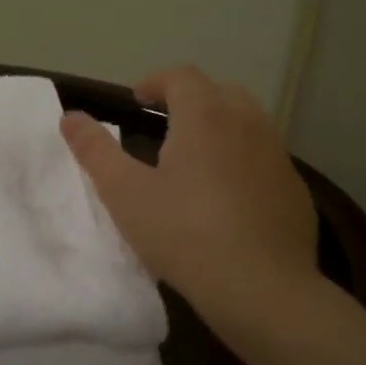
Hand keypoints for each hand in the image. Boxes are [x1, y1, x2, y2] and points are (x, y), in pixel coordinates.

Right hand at [61, 67, 318, 327]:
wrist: (261, 287)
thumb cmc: (184, 234)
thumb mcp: (125, 194)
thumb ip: (95, 151)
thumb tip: (70, 117)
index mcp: (205, 118)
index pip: (182, 77)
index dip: (156, 81)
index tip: (137, 99)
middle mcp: (247, 125)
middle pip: (221, 92)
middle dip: (192, 99)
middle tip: (167, 123)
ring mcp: (277, 157)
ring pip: (249, 123)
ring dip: (221, 126)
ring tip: (198, 157)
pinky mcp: (295, 190)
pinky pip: (266, 159)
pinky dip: (244, 160)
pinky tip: (229, 197)